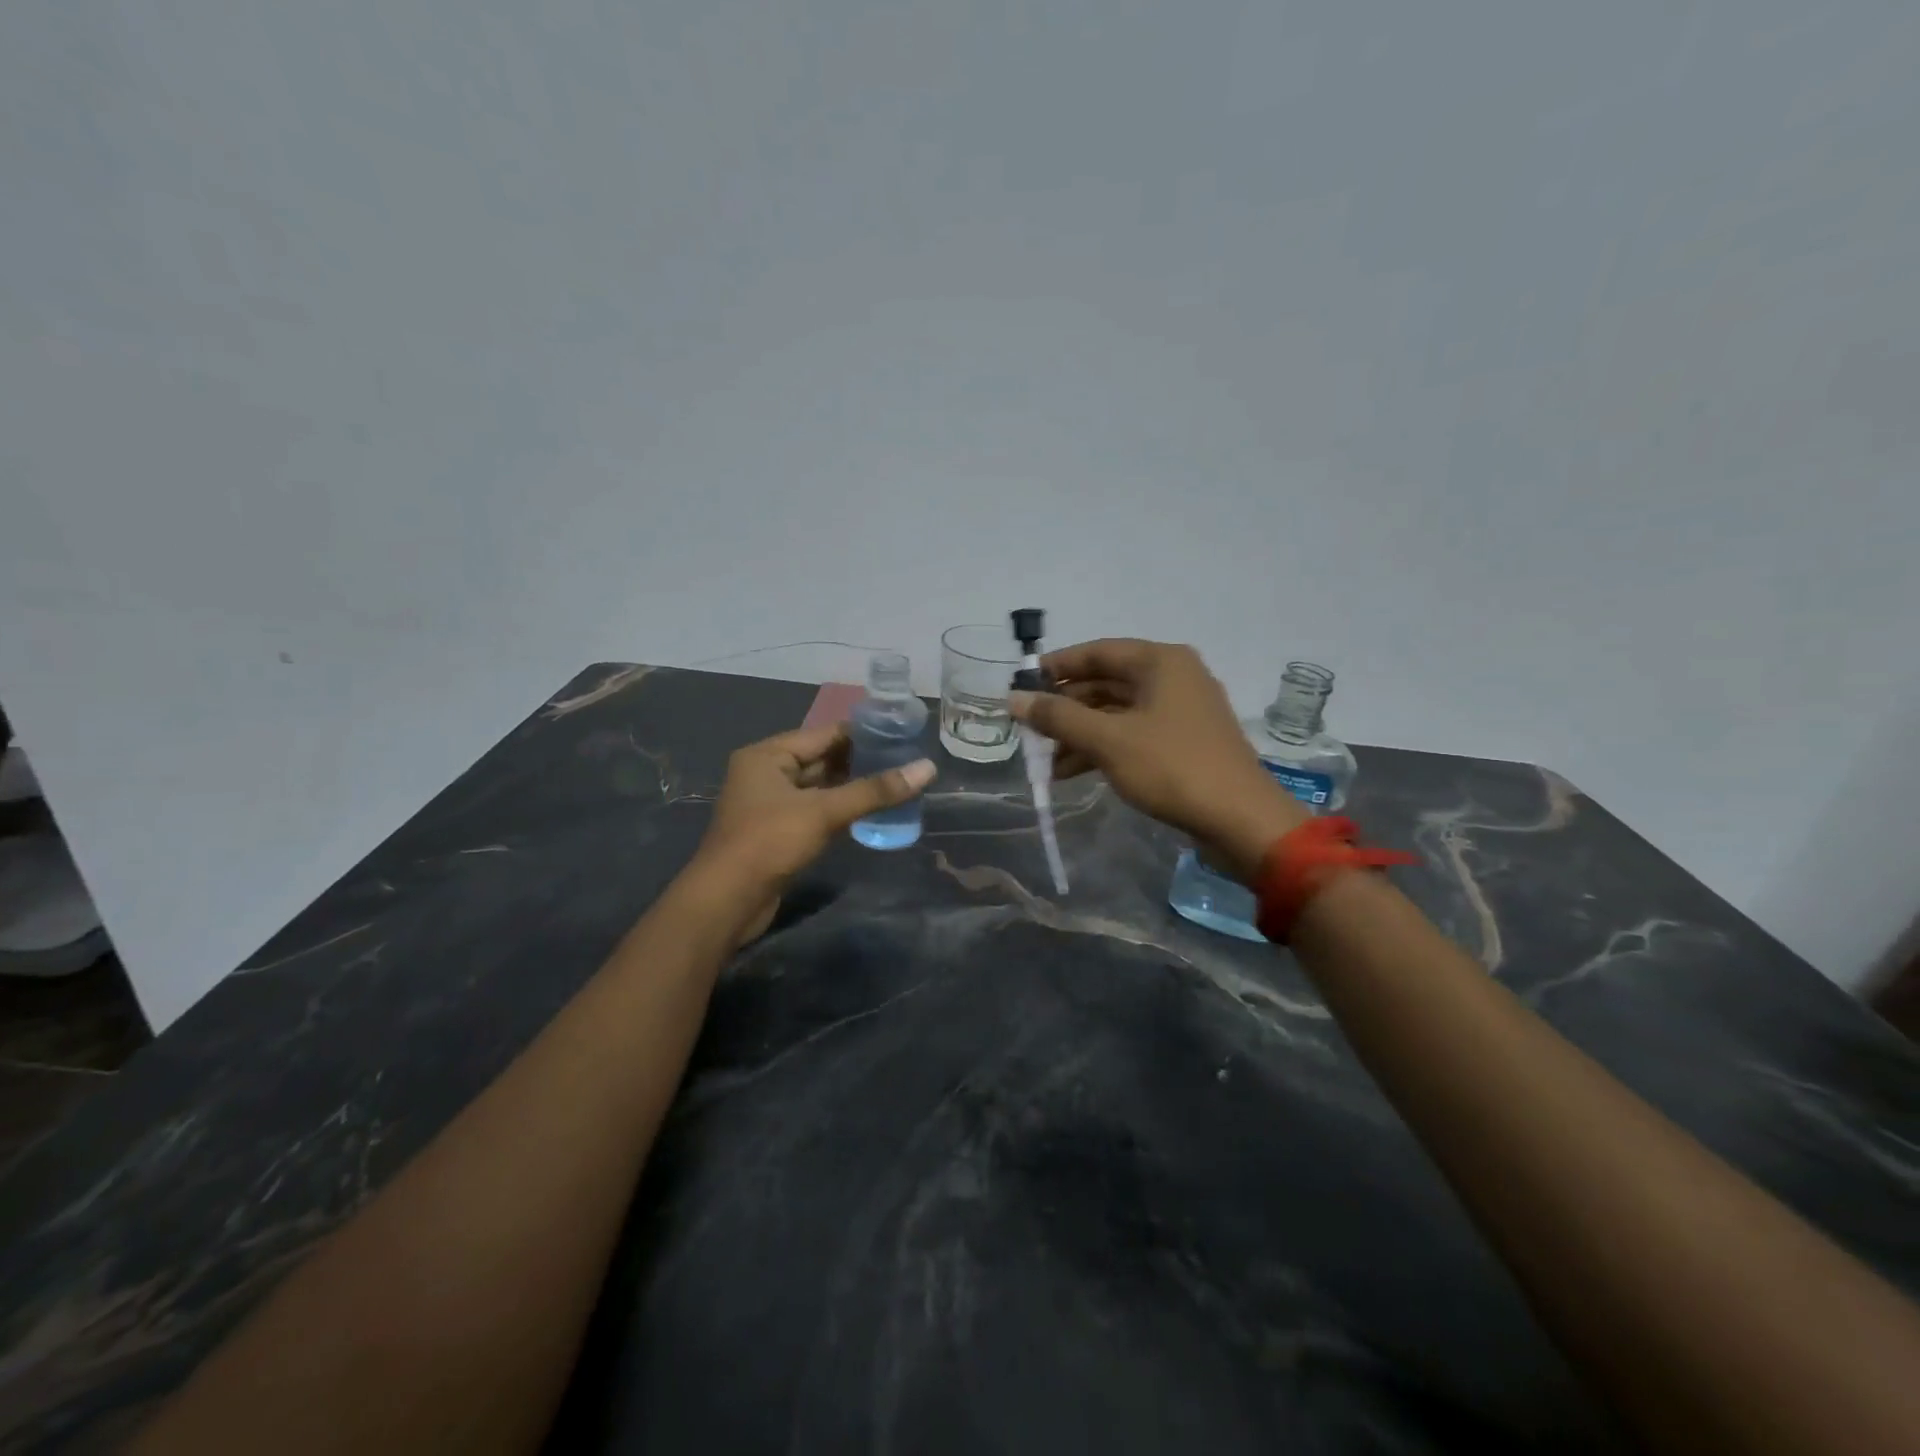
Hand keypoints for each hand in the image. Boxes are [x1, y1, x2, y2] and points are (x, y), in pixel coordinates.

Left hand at [691, 723, 936, 932]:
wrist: (726, 903)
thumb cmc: (770, 843)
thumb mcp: (824, 812)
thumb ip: (875, 791)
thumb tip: (927, 768)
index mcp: (768, 755)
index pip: (825, 734)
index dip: (865, 734)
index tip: (903, 736)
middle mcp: (766, 773)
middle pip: (823, 759)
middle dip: (862, 762)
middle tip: (906, 762)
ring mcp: (771, 804)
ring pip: (821, 787)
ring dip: (854, 788)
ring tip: (898, 784)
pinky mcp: (778, 831)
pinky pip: (816, 811)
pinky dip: (841, 810)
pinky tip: (872, 812)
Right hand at [1010, 639, 1306, 881]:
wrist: (1240, 820)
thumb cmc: (1172, 767)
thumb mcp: (1108, 740)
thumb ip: (1058, 717)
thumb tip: (1013, 699)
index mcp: (1160, 662)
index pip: (1097, 651)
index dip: (1056, 666)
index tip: (1022, 685)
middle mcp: (1171, 677)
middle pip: (1105, 682)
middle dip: (1065, 706)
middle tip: (1029, 727)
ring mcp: (1179, 711)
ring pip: (1116, 712)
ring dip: (1079, 732)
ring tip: (1044, 759)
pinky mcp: (1181, 742)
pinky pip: (1131, 734)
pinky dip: (1101, 748)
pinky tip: (1070, 772)